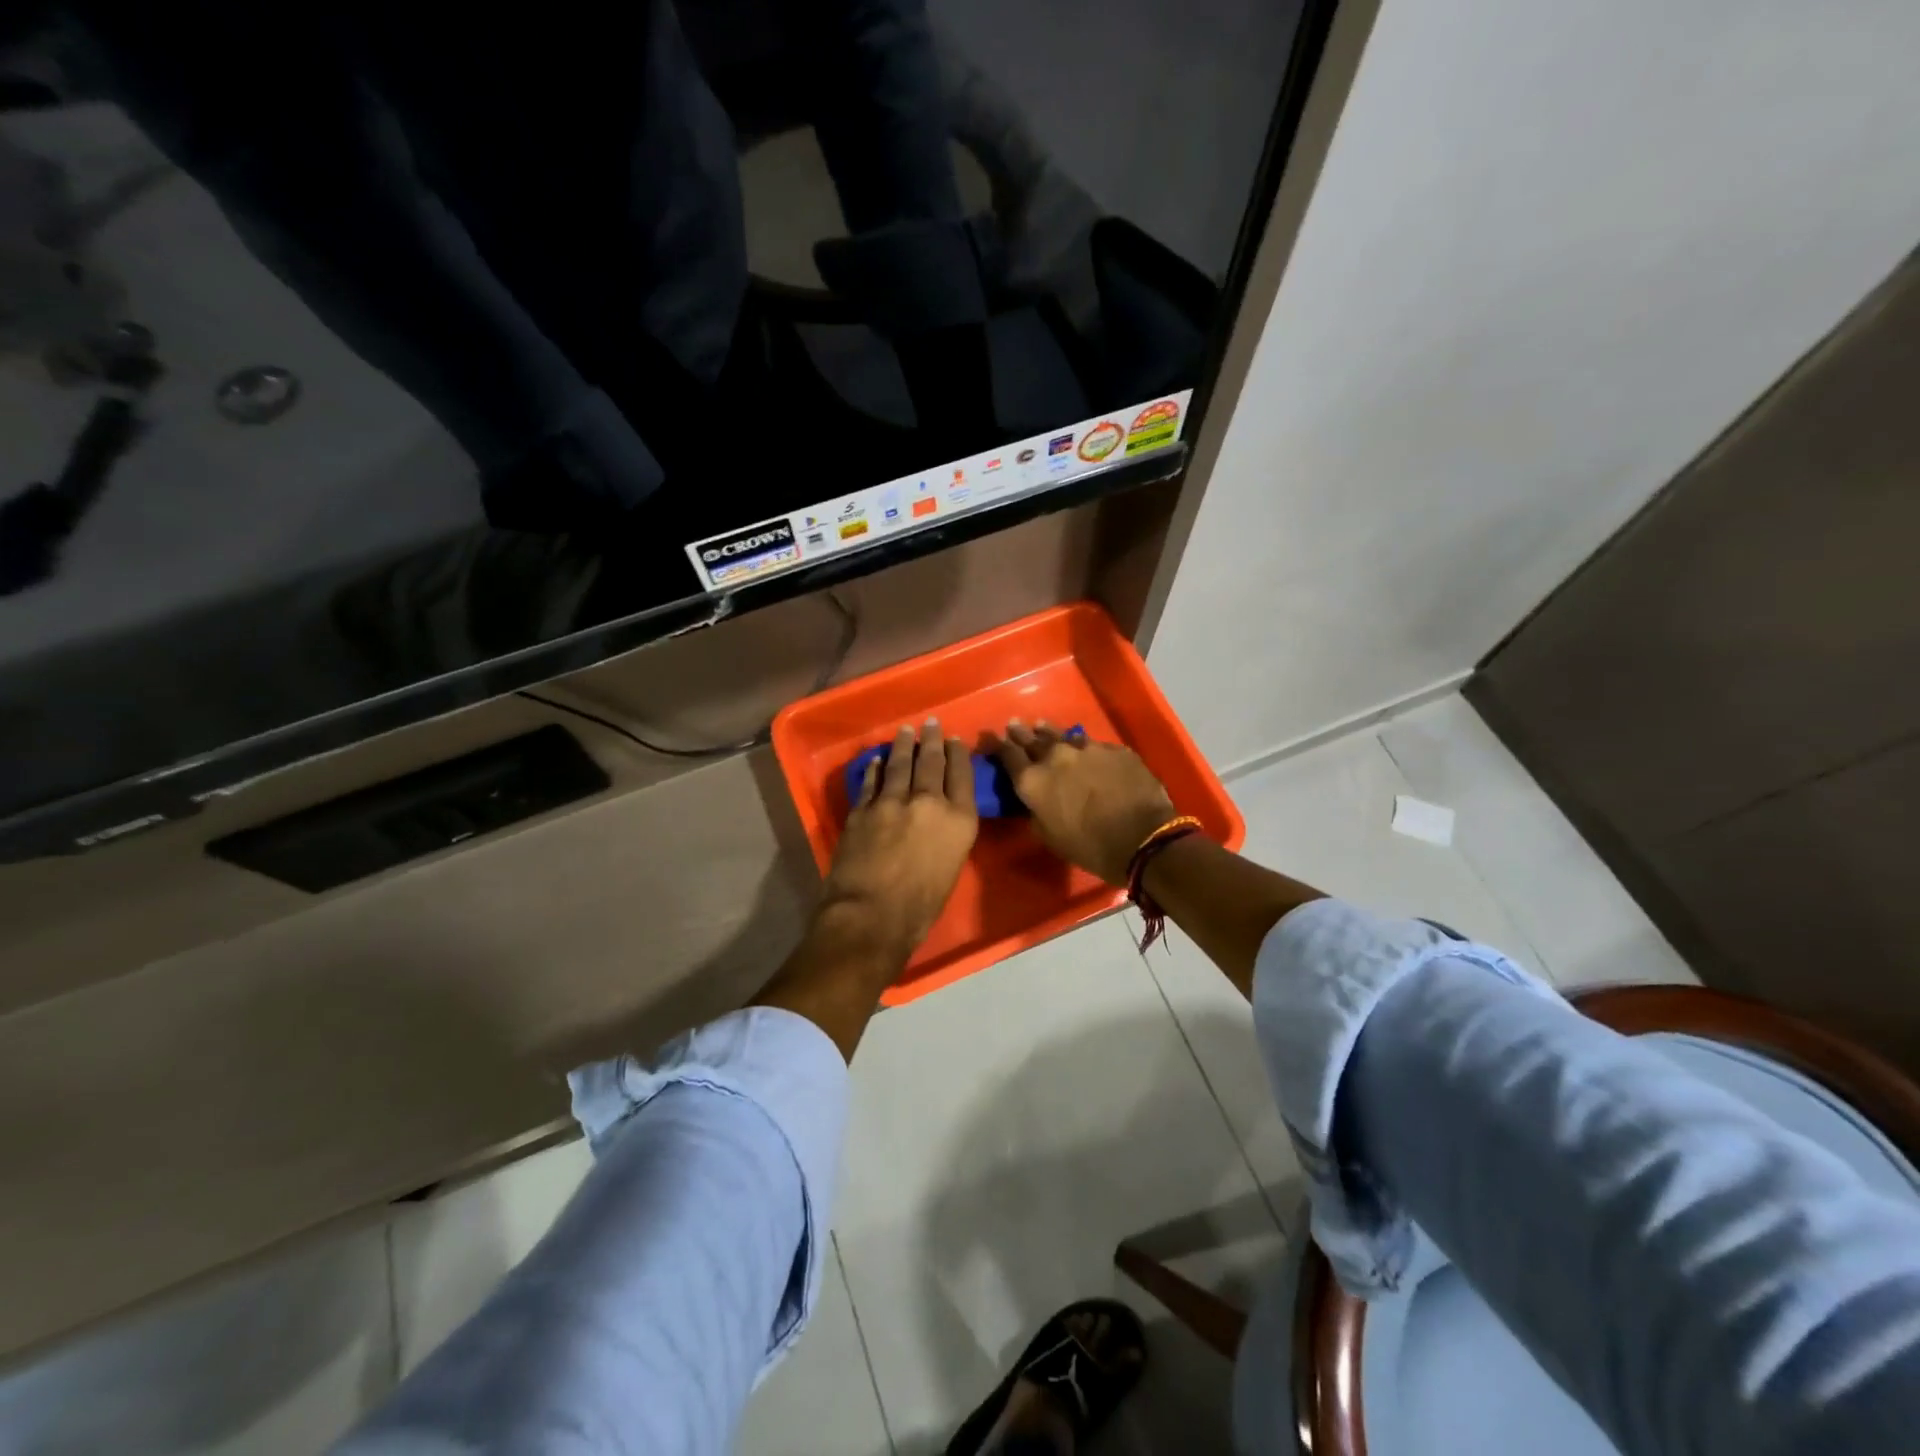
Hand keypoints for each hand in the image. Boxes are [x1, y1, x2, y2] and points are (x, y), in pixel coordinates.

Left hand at [821, 719, 978, 956]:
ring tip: (906, 731)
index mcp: (959, 820)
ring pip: (900, 764)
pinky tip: (878, 760)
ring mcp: (892, 802)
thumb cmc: (920, 907)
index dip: (958, 754)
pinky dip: (876, 768)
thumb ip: (947, 836)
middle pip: (931, 762)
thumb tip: (937, 824)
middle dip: (932, 740)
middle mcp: (929, 802)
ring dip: (904, 746)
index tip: (955, 739)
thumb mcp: (950, 868)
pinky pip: (872, 781)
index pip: (961, 775)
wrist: (871, 915)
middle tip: (931, 723)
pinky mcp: (863, 809)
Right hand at [989, 720, 1174, 884]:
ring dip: (1051, 733)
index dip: (997, 745)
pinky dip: (1085, 748)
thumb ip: (1036, 810)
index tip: (991, 736)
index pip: (1007, 755)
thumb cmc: (1089, 847)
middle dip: (1022, 733)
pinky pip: (1094, 746)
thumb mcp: (1049, 836)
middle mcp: (1055, 757)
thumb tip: (1036, 800)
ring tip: (1042, 726)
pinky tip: (1086, 750)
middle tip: (1015, 725)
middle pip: (1033, 739)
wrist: (1142, 838)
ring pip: (1063, 736)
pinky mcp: (1115, 750)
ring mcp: (1087, 749)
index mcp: (1033, 780)